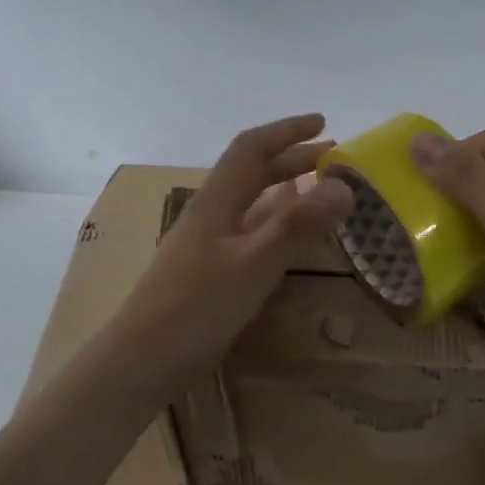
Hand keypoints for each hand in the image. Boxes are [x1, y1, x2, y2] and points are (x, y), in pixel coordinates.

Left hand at [110, 114, 352, 385]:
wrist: (139, 362)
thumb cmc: (194, 310)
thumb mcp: (252, 266)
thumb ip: (296, 227)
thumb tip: (344, 186)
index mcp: (216, 203)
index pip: (251, 149)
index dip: (287, 131)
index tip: (323, 122)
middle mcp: (210, 215)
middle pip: (251, 173)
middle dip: (292, 158)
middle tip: (334, 157)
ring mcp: (206, 245)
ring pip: (250, 204)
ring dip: (285, 190)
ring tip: (319, 189)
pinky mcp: (207, 273)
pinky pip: (248, 233)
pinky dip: (274, 225)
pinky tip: (287, 238)